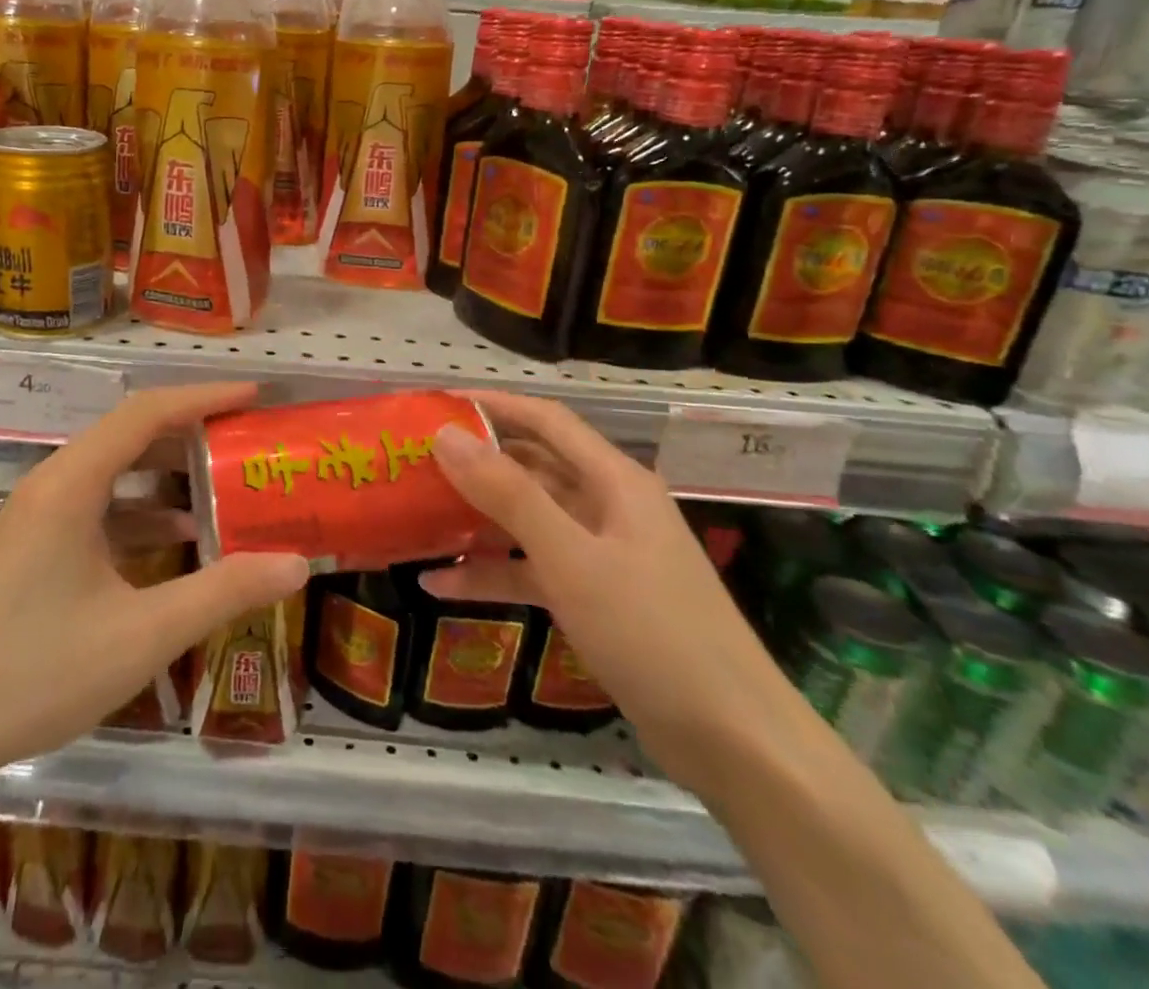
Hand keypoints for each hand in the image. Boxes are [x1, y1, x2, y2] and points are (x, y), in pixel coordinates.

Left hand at [0, 383, 308, 808]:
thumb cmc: (35, 671)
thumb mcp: (143, 634)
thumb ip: (223, 593)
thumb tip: (297, 565)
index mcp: (72, 484)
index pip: (146, 413)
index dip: (203, 397)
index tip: (253, 395)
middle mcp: (53, 484)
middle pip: (130, 435)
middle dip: (191, 432)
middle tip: (246, 438)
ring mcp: (38, 515)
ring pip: (114, 472)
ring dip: (167, 473)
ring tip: (224, 482)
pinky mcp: (32, 545)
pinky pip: (97, 507)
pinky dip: (141, 511)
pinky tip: (179, 538)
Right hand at [427, 391, 798, 799]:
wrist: (735, 743)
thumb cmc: (652, 632)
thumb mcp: (571, 558)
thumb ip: (507, 494)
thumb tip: (445, 435)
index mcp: (614, 480)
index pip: (545, 420)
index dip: (492, 405)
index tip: (435, 404)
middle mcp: (607, 506)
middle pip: (532, 468)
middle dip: (475, 463)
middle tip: (413, 463)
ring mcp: (601, 554)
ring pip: (527, 520)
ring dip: (476, 519)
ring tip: (415, 516)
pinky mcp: (594, 598)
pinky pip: (532, 570)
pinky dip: (492, 572)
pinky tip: (439, 584)